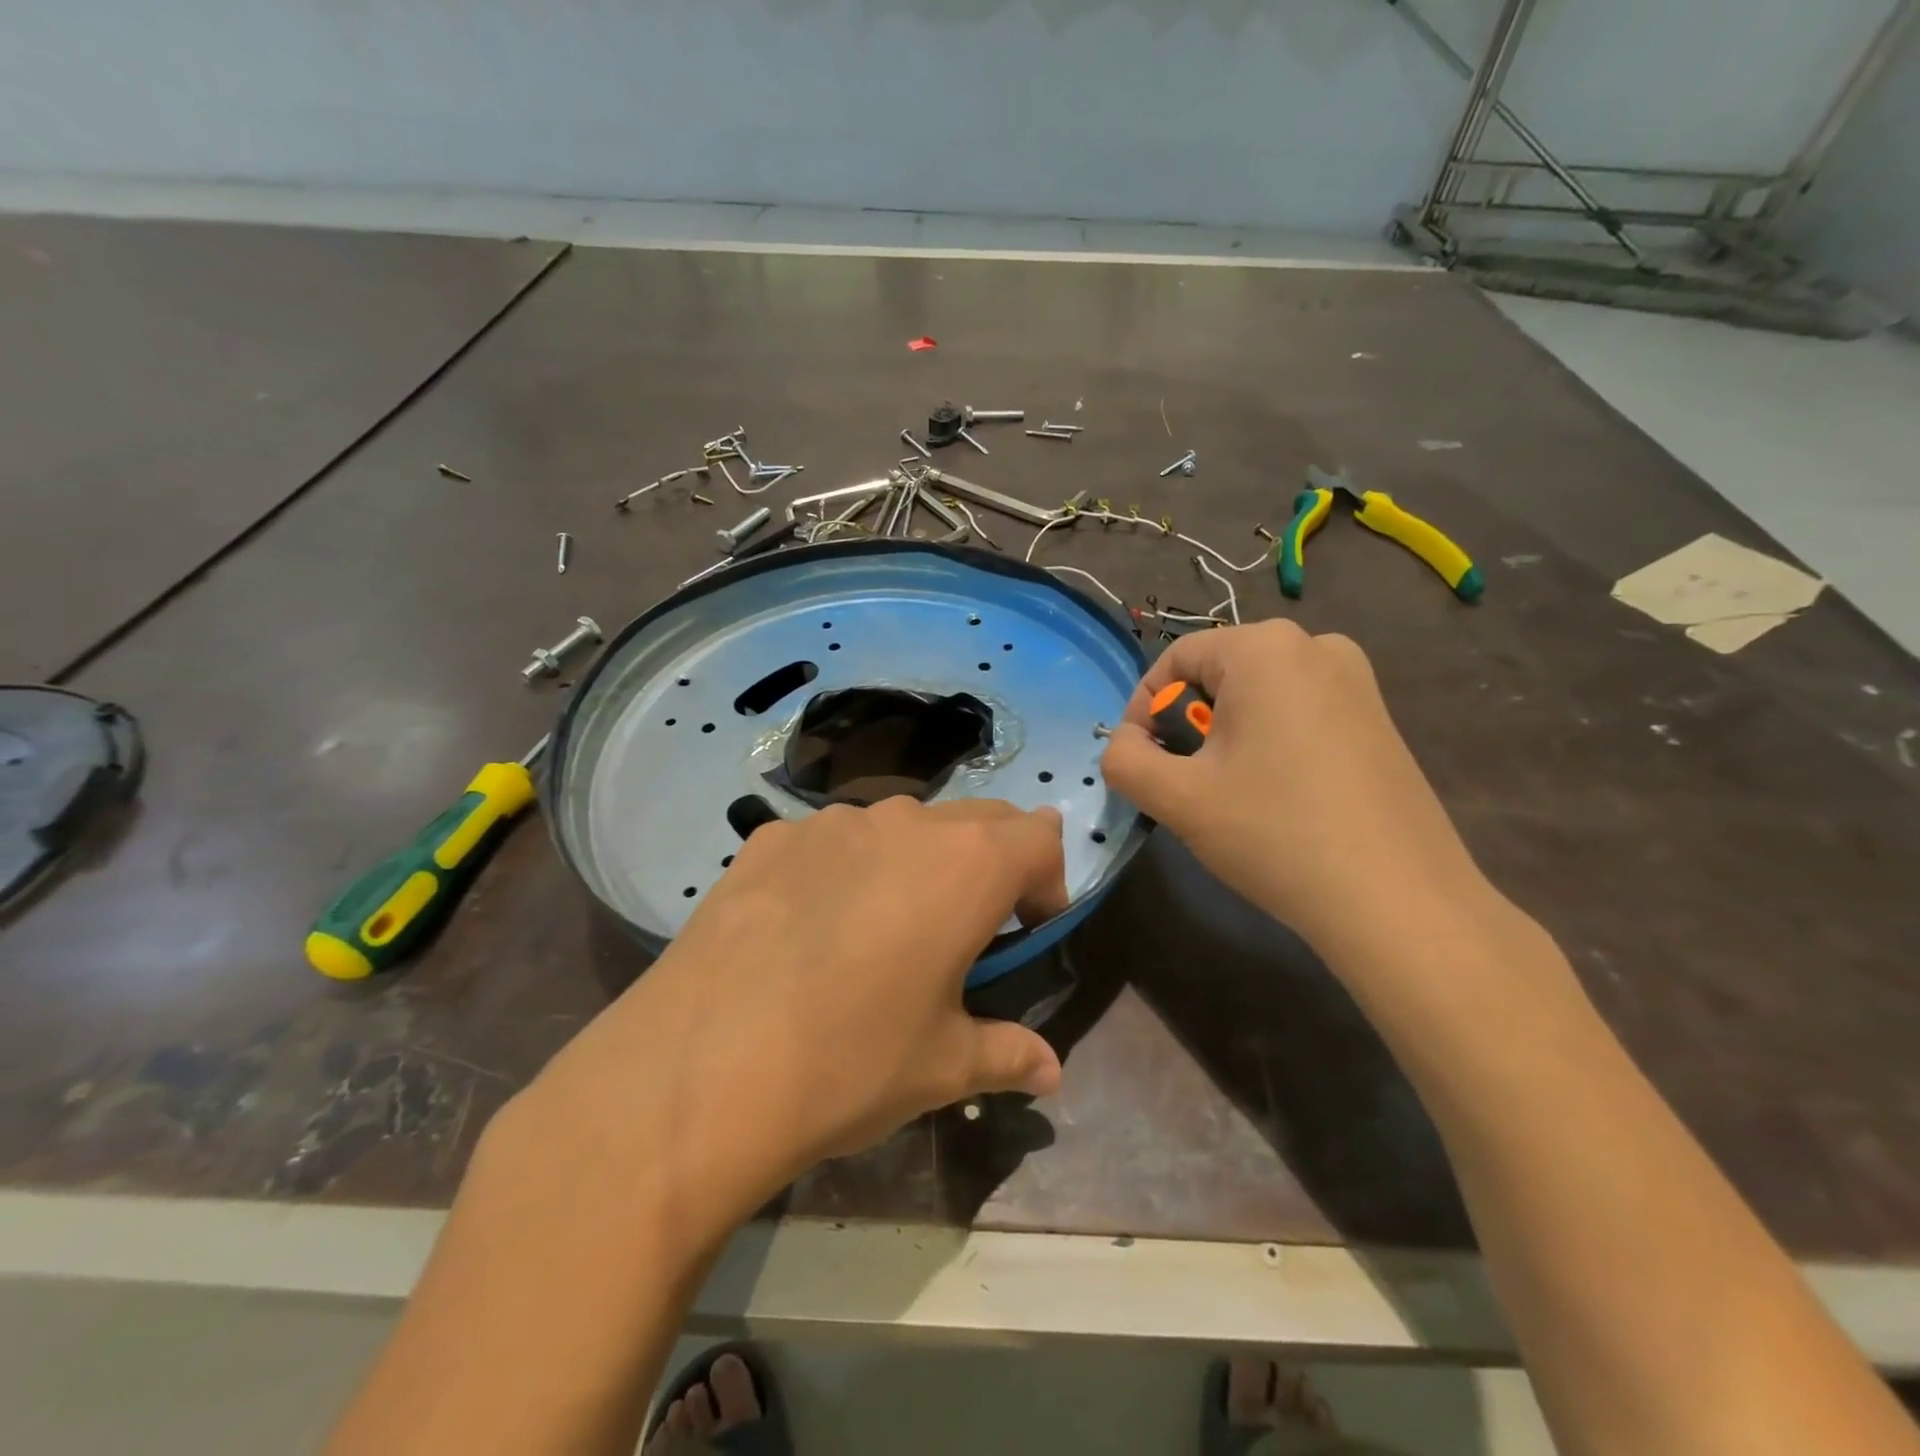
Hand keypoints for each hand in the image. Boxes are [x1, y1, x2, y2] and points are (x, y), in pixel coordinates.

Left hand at [513, 797, 1068, 1218]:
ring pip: (902, 825)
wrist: (699, 1071)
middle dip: (992, 865)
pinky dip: (847, 868)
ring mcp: (830, 822)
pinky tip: (812, 927)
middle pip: (977, 820)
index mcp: (965, 865)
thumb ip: (1009, 1054)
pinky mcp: (770, 838)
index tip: (1028, 932)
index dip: (1048, 883)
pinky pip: (832, 840)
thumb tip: (1051, 1073)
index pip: (1040, 838)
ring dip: (918, 863)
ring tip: (885, 929)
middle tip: (970, 929)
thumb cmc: (850, 1064)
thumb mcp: (942, 1067)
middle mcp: (904, 822)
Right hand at [1099, 620, 1488, 953]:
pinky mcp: (1378, 717)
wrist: (1397, 900)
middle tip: (1186, 786)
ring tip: (1230, 797)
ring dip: (1227, 739)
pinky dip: (1270, 744)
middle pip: (1218, 676)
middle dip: (1188, 727)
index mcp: (1264, 647)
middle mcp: (1316, 645)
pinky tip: (1278, 798)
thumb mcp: (1176, 798)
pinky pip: (1299, 713)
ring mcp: (1357, 680)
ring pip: (1258, 697)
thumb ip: (1123, 759)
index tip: (1142, 764)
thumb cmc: (1275, 833)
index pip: (1174, 659)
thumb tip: (1125, 744)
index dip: (1143, 710)